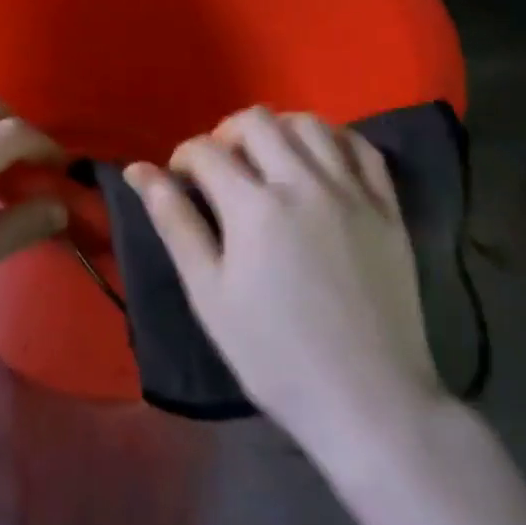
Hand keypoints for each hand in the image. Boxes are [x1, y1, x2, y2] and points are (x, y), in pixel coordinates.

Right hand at [126, 107, 445, 456]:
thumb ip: (174, 223)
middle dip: (226, 134)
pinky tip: (319, 161)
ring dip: (279, 130)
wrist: (369, 403)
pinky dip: (334, 140)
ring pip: (310, 123)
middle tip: (221, 169)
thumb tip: (138, 170)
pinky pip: (361, 148)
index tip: (180, 181)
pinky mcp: (387, 207)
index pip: (206, 150)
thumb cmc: (275, 356)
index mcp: (254, 206)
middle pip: (257, 121)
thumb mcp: (209, 294)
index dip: (183, 158)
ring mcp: (351, 191)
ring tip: (268, 160)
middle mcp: (303, 182)